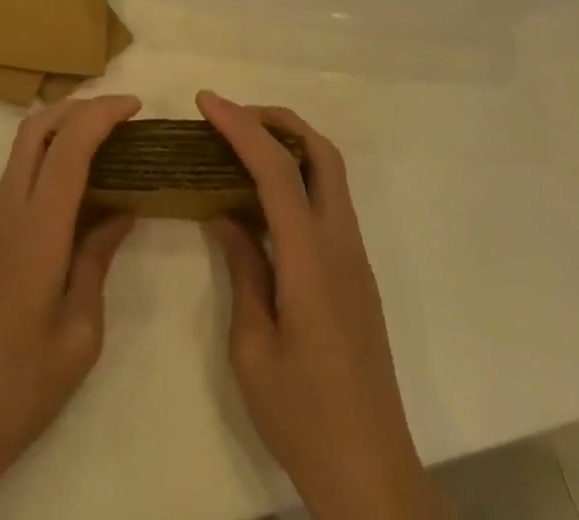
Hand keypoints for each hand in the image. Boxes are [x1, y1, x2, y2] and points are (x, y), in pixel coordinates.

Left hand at [0, 95, 140, 519]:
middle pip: (37, 127)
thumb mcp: (80, 331)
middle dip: (79, 106)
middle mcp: (10, 209)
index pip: (69, 145)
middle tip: (120, 115)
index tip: (136, 108)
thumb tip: (120, 213)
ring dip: (62, 126)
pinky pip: (20, 172)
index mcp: (38, 229)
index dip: (102, 114)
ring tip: (105, 139)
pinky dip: (50, 155)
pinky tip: (79, 183)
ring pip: (24, 145)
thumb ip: (97, 260)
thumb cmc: (21, 384)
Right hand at [199, 90, 434, 519]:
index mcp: (312, 260)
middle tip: (229, 116)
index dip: (240, 127)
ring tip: (240, 145)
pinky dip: (297, 176)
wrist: (372, 477)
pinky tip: (262, 197)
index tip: (206, 102)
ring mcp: (354, 258)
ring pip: (329, 173)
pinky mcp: (356, 275)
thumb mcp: (252, 349)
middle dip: (276, 119)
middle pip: (320, 152)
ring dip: (289, 144)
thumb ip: (242, 270)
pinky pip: (328, 202)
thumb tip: (225, 214)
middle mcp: (341, 245)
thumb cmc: (304, 417)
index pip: (277, 169)